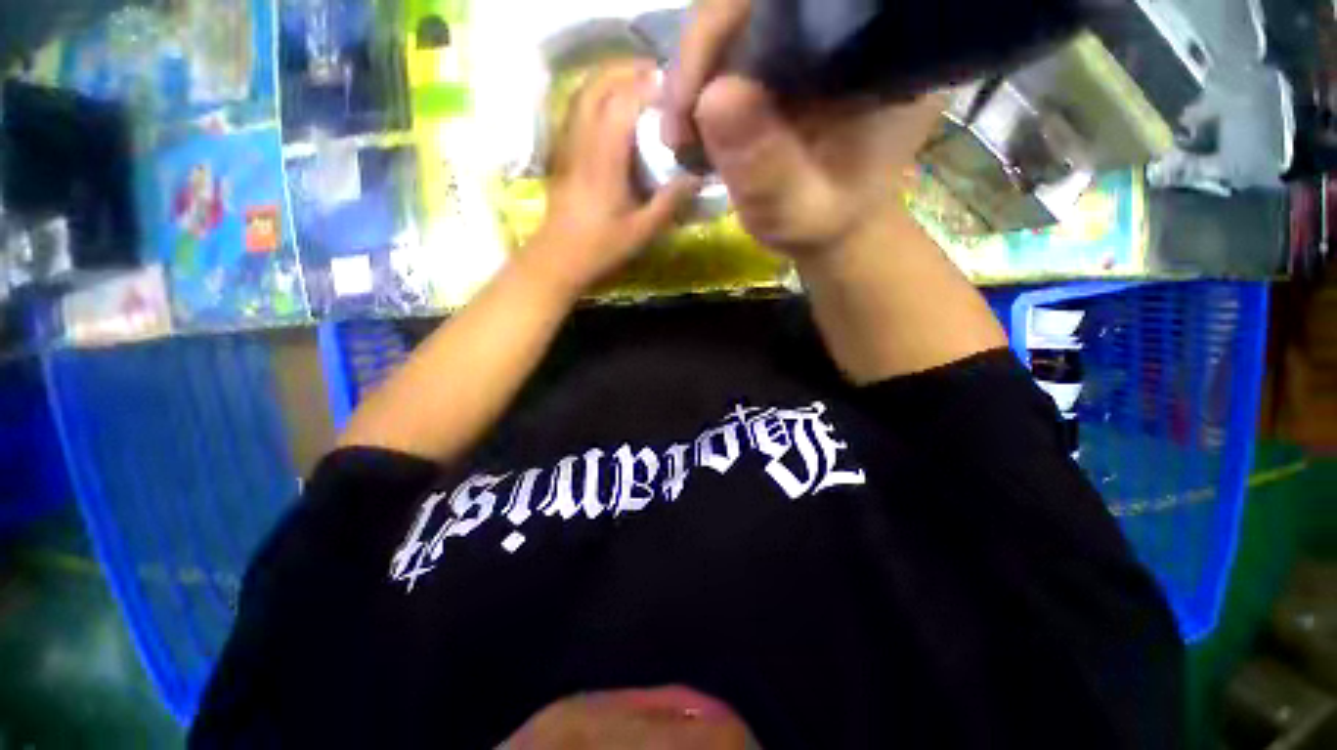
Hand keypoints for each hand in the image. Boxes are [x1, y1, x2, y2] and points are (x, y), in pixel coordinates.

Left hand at [532, 61, 700, 295]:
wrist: (558, 258)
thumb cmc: (601, 247)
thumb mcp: (642, 231)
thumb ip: (670, 202)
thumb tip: (696, 177)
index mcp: (605, 157)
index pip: (625, 101)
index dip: (650, 87)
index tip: (676, 88)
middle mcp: (583, 139)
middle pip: (600, 84)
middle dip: (630, 72)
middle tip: (660, 79)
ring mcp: (569, 143)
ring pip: (585, 92)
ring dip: (611, 79)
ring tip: (639, 86)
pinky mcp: (563, 151)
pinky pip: (577, 108)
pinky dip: (596, 95)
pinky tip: (612, 108)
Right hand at [662, 0, 942, 257]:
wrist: (828, 227)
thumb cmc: (822, 224)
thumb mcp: (795, 211)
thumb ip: (765, 168)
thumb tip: (713, 96)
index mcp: (874, 56)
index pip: (798, 5)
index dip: (729, 28)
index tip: (692, 96)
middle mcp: (847, 31)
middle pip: (757, 7)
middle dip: (703, 56)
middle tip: (676, 126)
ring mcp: (812, 40)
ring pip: (738, 23)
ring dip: (694, 76)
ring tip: (679, 138)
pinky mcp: (785, 56)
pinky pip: (733, 47)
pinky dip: (700, 85)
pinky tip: (691, 126)